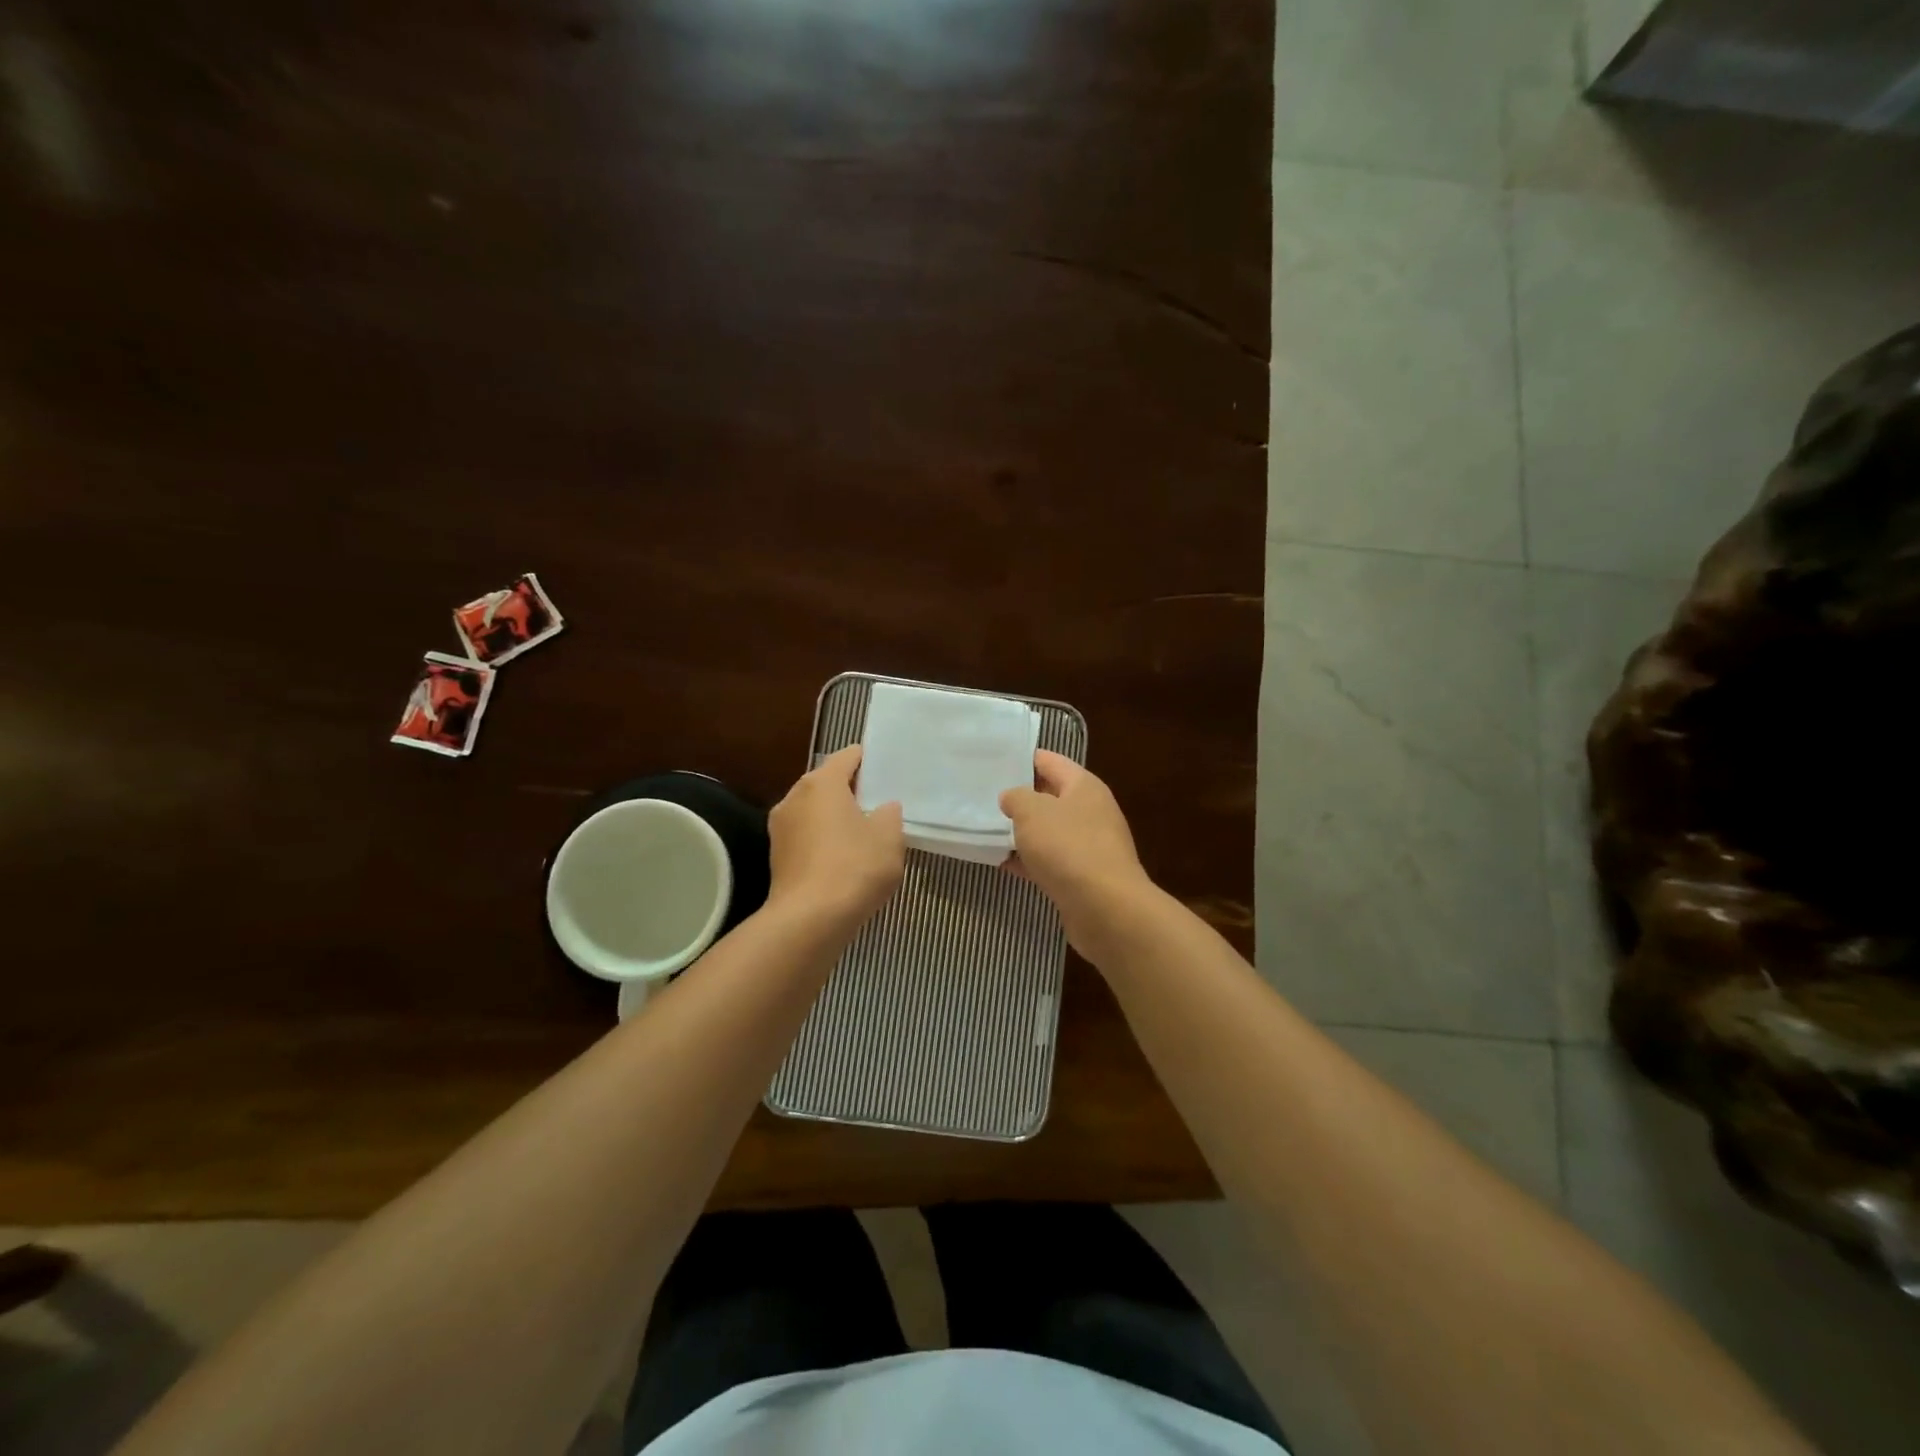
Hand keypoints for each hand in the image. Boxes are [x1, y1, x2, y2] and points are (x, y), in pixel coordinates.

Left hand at [768, 744, 904, 928]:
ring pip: (814, 811)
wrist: (809, 920)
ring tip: (863, 834)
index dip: (869, 761)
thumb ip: (889, 814)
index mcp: (822, 783)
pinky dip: (823, 841)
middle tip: (880, 804)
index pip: (848, 756)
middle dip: (851, 791)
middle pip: (827, 783)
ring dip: (835, 818)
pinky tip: (843, 860)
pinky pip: (806, 836)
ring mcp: (780, 827)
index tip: (888, 772)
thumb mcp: (889, 837)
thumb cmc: (854, 867)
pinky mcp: (777, 856)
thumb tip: (883, 808)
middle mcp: (794, 797)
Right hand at [1000, 751, 1152, 957]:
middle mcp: (1090, 811)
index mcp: (1084, 786)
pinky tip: (1001, 863)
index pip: (1049, 761)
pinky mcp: (1082, 876)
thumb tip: (1012, 798)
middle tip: (983, 796)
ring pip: (1048, 831)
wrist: (1105, 908)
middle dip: (1019, 797)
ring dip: (1021, 832)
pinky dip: (1028, 860)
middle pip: (1049, 797)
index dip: (1022, 758)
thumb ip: (1016, 798)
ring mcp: (1089, 845)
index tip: (992, 761)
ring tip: (985, 829)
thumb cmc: (1068, 847)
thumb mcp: (1032, 812)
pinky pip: (1050, 860)